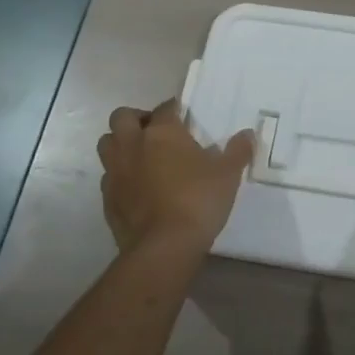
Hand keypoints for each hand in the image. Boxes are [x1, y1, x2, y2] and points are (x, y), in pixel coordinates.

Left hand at [96, 100, 253, 263]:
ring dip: (120, 144)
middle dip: (135, 119)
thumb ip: (237, 151)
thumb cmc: (198, 200)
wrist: (164, 247)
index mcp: (162, 132)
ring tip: (140, 156)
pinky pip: (108, 178)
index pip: (165, 107)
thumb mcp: (227, 174)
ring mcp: (116, 173)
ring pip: (107, 144)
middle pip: (122, 117)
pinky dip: (119, 176)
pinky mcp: (107, 200)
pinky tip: (136, 188)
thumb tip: (248, 134)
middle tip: (154, 132)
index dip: (174, 108)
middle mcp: (133, 145)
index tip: (183, 116)